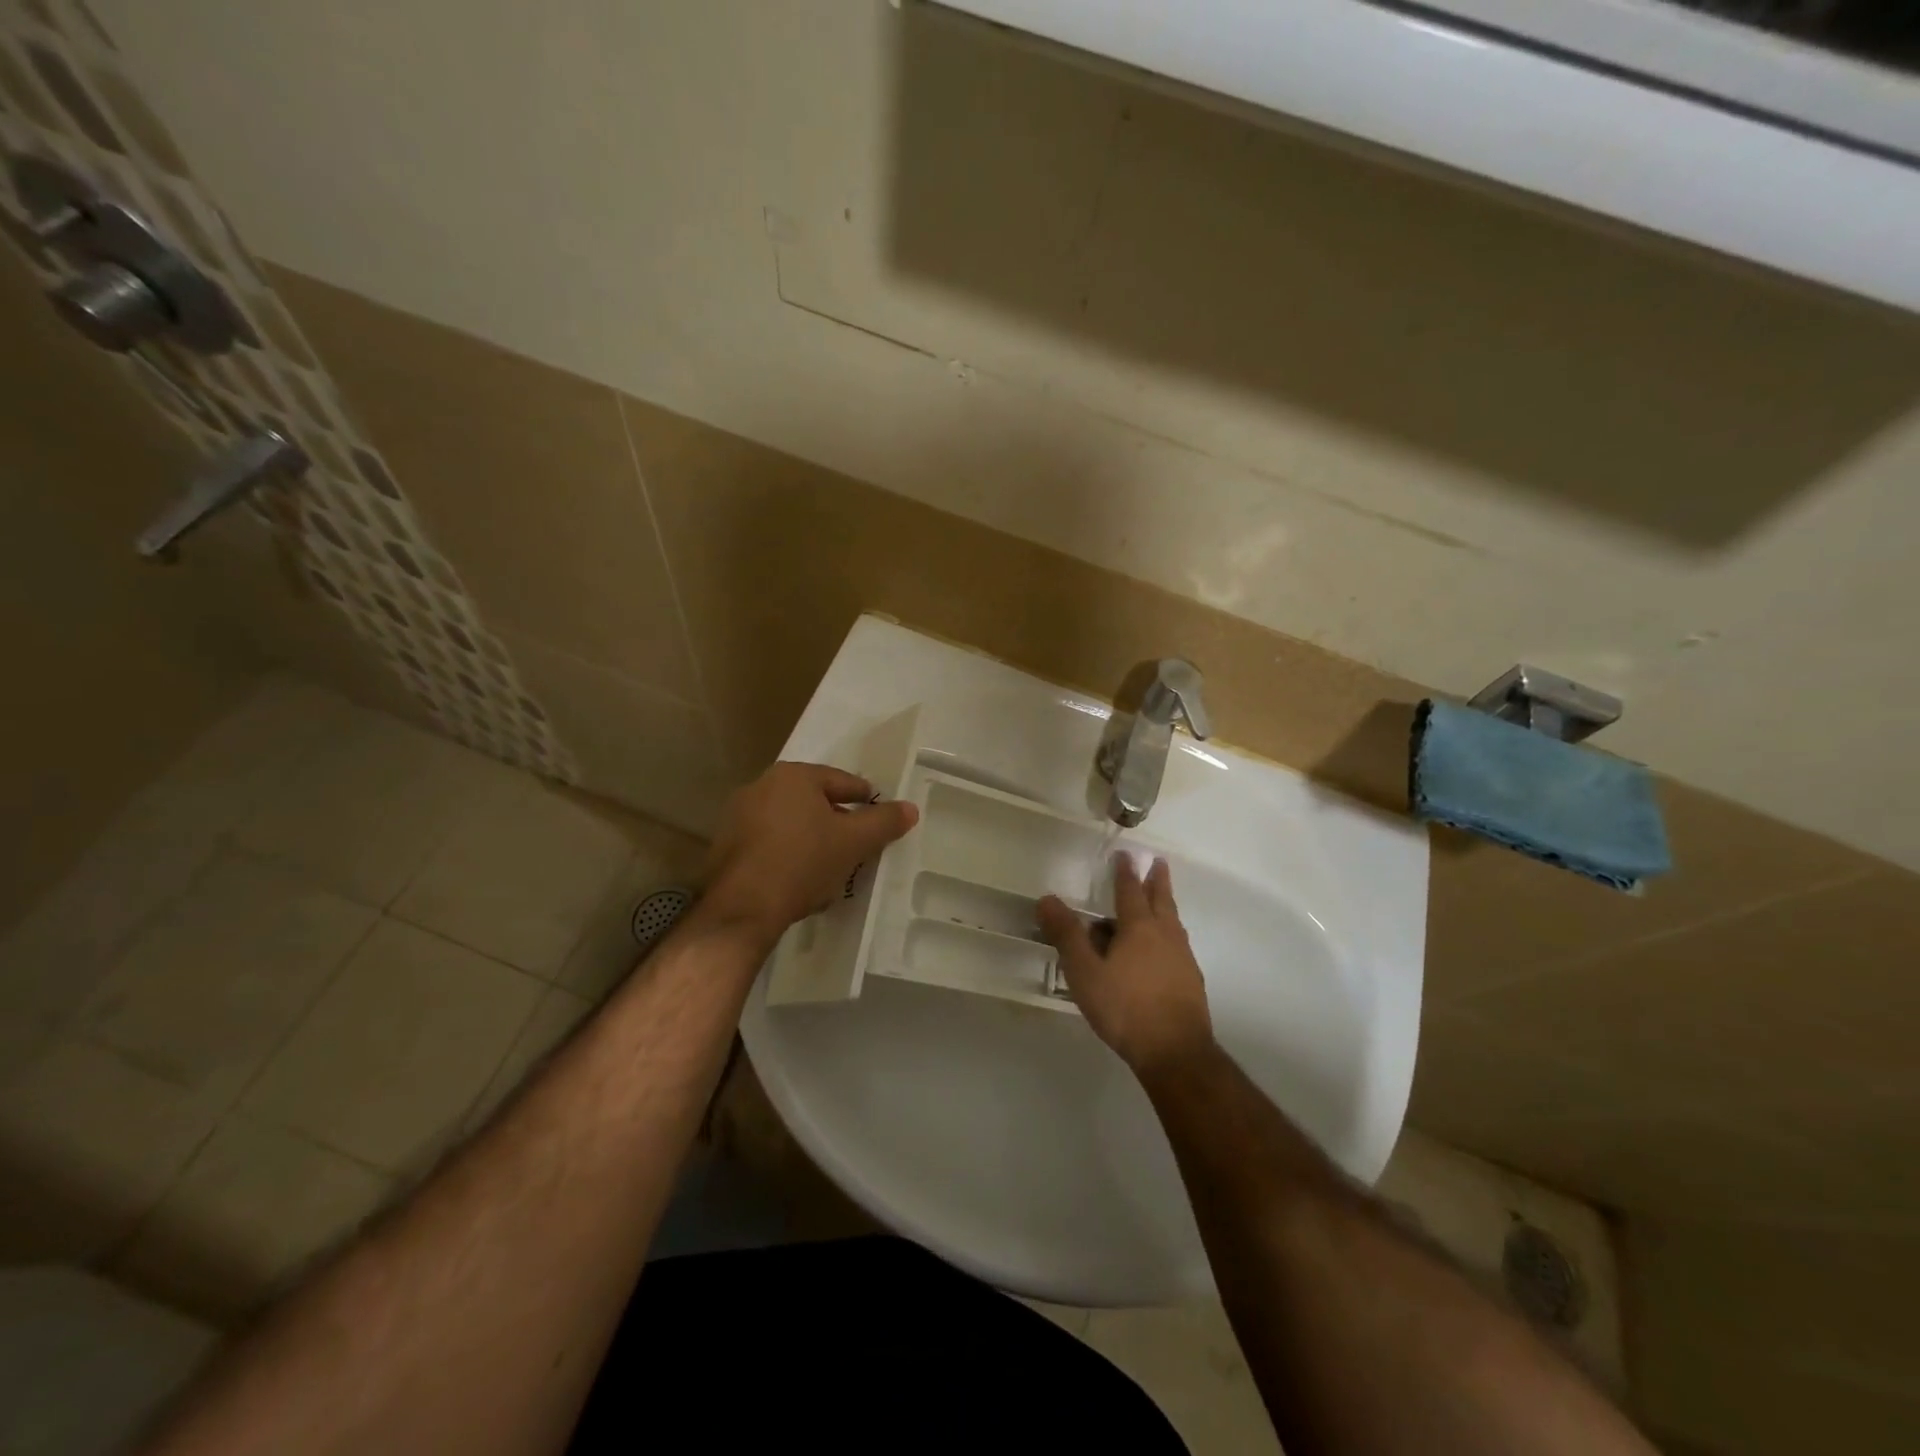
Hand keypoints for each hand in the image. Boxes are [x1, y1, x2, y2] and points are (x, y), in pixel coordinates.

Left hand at [701, 762, 918, 935]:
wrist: (742, 908)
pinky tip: (800, 877)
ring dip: (812, 837)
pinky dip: (788, 852)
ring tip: (831, 863)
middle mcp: (762, 786)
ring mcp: (738, 815)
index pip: (843, 781)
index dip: (866, 800)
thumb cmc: (803, 863)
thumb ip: (884, 822)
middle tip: (858, 843)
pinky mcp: (726, 845)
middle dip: (837, 820)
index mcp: (794, 776)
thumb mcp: (853, 843)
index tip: (880, 818)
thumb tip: (910, 808)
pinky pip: (769, 841)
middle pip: (814, 800)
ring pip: (790, 822)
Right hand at [1038, 857, 1212, 1074]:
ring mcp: (1183, 959)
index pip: (1130, 890)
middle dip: (1157, 881)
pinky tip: (1163, 952)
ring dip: (1166, 907)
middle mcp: (1165, 935)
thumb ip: (1066, 934)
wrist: (1175, 1052)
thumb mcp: (1084, 971)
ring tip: (1161, 903)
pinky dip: (1169, 936)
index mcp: (1139, 927)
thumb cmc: (1124, 1007)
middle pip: (1161, 900)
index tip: (1126, 855)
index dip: (1126, 872)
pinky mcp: (1191, 982)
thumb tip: (1047, 898)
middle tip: (1158, 863)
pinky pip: (1178, 946)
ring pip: (1173, 923)